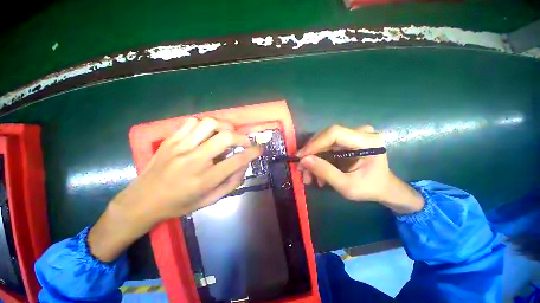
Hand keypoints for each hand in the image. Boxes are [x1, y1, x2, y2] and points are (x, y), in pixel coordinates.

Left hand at [126, 117, 261, 219]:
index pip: (237, 160)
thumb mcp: (210, 201)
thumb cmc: (180, 204)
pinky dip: (205, 124)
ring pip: (209, 123)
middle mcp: (194, 160)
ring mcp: (180, 147)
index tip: (260, 149)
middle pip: (225, 137)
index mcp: (205, 179)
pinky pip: (192, 122)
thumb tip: (244, 165)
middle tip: (245, 142)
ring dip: (224, 126)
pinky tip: (207, 133)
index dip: (253, 152)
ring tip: (227, 134)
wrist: (142, 201)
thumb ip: (231, 183)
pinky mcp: (170, 140)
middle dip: (242, 137)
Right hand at [297, 125, 423, 213]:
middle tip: (301, 168)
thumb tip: (303, 160)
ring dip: (313, 157)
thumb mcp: (347, 186)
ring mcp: (353, 135)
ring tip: (307, 175)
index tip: (301, 157)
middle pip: (326, 136)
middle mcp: (360, 133)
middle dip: (311, 153)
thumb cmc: (370, 188)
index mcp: (367, 141)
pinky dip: (318, 158)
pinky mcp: (347, 140)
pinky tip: (315, 172)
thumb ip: (325, 172)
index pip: (334, 133)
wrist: (384, 188)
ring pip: (323, 142)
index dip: (315, 143)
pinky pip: (327, 146)